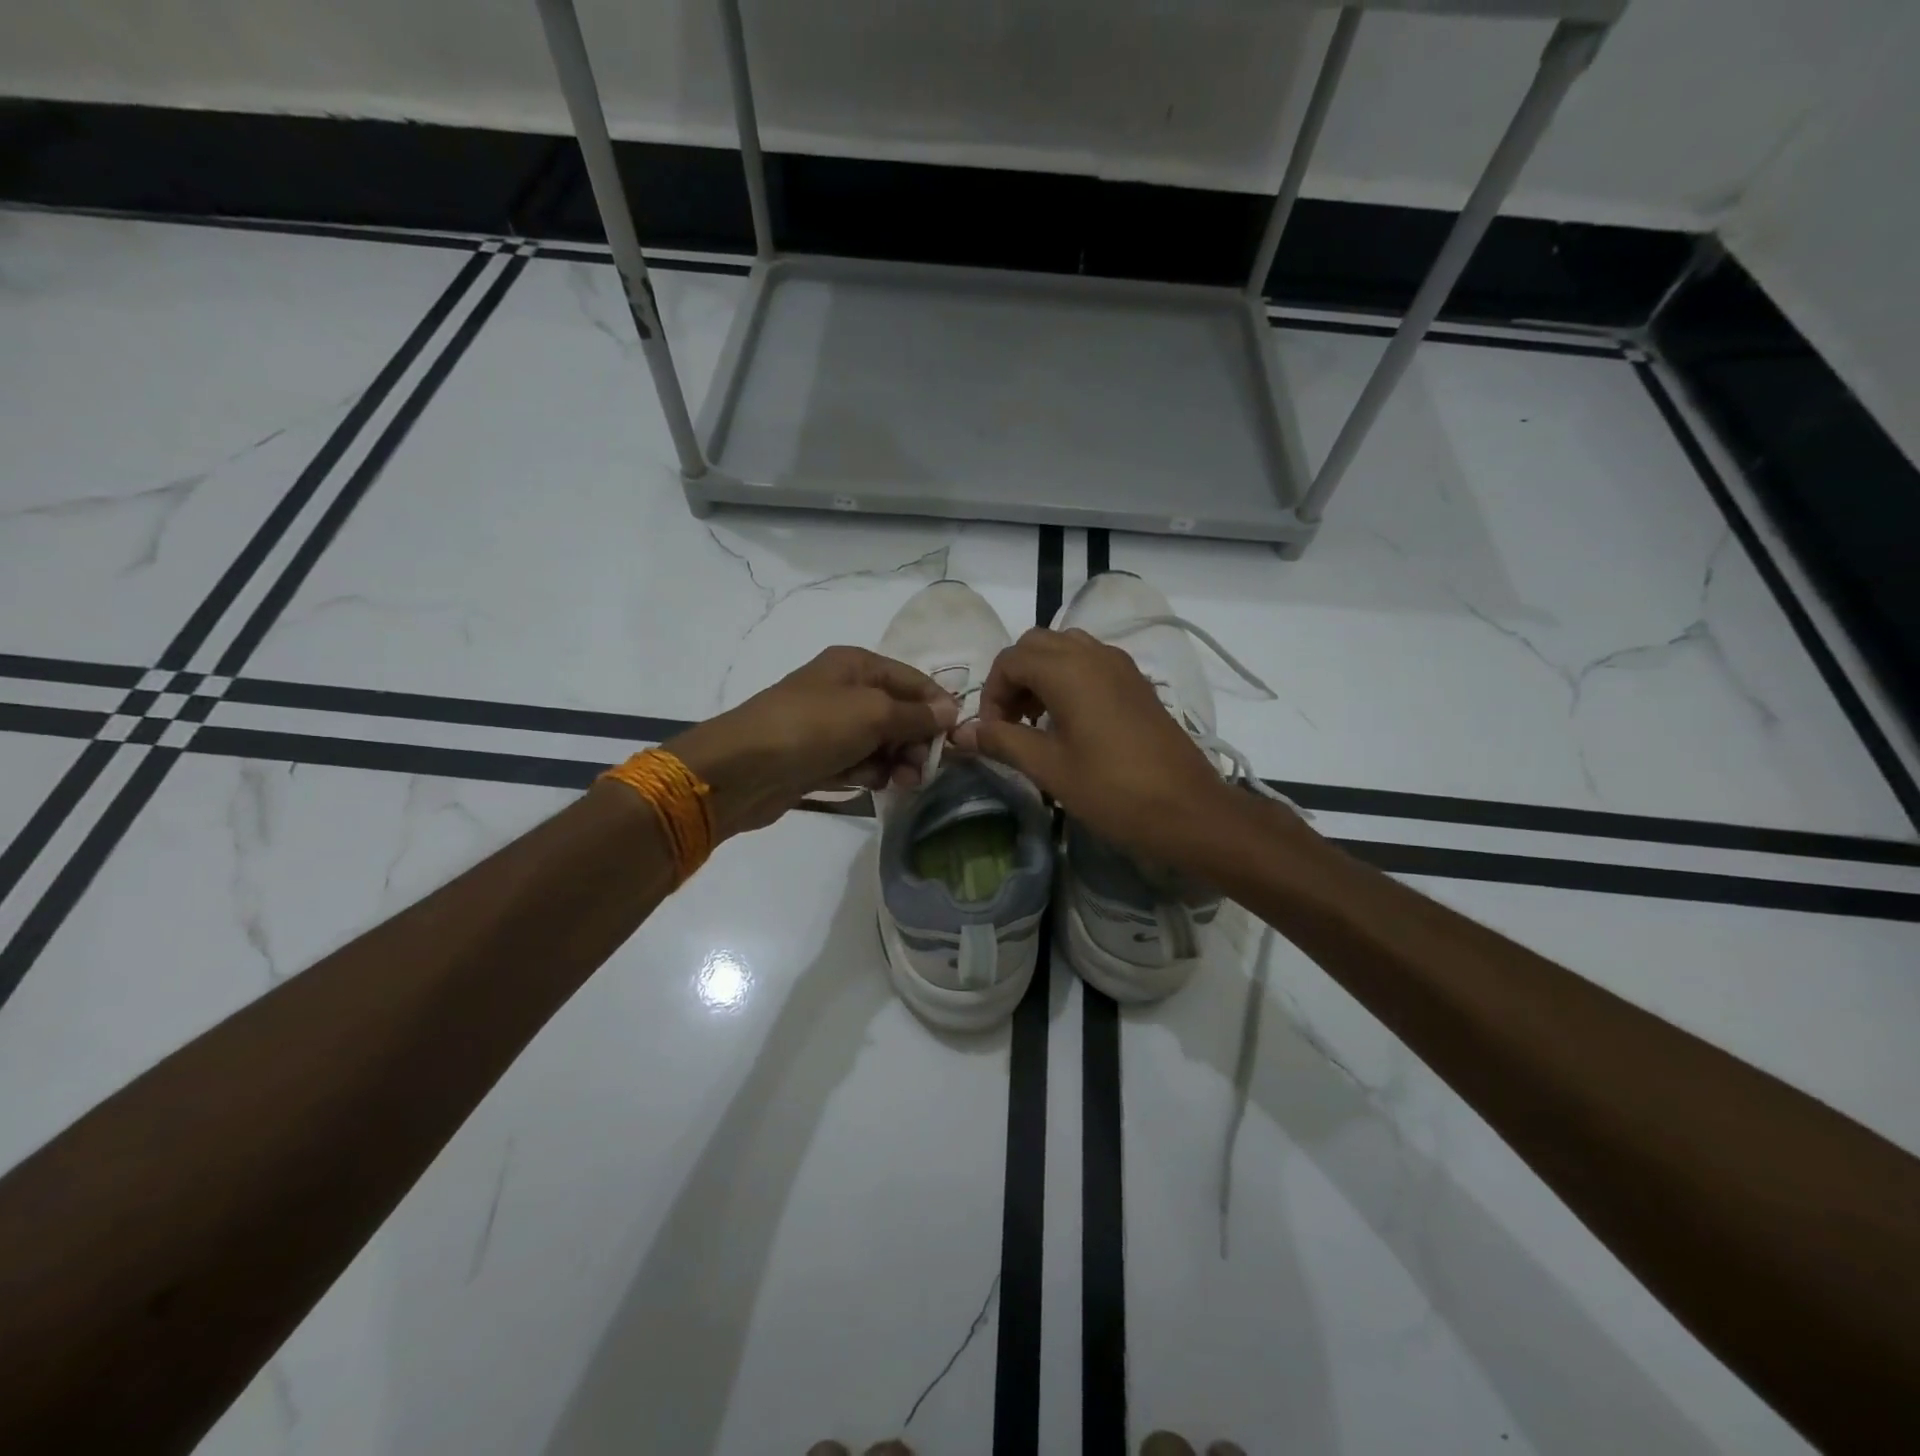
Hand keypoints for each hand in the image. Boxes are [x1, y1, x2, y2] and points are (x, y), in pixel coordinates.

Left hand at [665, 647, 957, 838]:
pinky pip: (859, 763)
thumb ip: (916, 714)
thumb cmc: (813, 727)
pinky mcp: (820, 758)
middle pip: (899, 713)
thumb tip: (951, 710)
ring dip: (897, 761)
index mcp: (856, 664)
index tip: (956, 738)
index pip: (912, 680)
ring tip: (902, 782)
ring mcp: (831, 726)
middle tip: (924, 767)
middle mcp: (845, 690)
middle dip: (916, 740)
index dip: (937, 706)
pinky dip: (870, 773)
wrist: (744, 769)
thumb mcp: (873, 713)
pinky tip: (873, 785)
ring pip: (881, 742)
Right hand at [949, 628, 1238, 862]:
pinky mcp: (1137, 683)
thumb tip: (961, 732)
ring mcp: (1121, 666)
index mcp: (1069, 669)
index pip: (1010, 660)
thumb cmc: (1112, 790)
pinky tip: (1070, 724)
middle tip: (1010, 723)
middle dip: (1014, 678)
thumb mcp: (1049, 768)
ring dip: (1041, 676)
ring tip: (1037, 723)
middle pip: (1037, 645)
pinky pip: (1091, 663)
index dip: (991, 694)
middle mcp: (1094, 654)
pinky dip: (1069, 680)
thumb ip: (1002, 741)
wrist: (1188, 810)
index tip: (992, 733)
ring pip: (1066, 649)